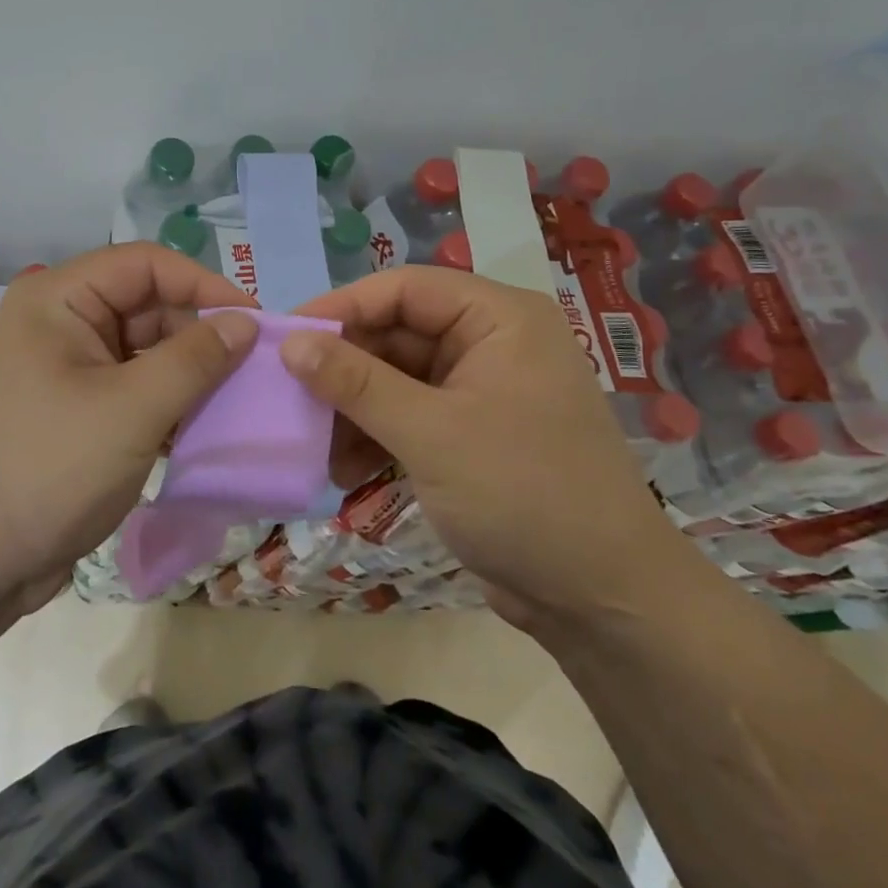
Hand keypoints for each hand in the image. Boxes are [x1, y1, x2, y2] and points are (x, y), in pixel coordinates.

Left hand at [0, 244, 257, 611]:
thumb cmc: (46, 470)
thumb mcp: (131, 410)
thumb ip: (195, 360)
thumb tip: (245, 321)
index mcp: (58, 300)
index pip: (145, 264)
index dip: (203, 284)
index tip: (254, 322)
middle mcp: (58, 325)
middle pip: (145, 306)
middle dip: (198, 334)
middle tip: (252, 370)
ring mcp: (62, 372)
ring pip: (141, 353)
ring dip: (187, 374)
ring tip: (235, 402)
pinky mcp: (70, 415)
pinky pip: (130, 391)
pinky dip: (165, 404)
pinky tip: (199, 431)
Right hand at [284, 267, 684, 627]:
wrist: (601, 599)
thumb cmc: (522, 494)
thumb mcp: (429, 433)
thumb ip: (356, 383)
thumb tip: (291, 343)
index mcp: (498, 319)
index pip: (404, 289)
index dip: (342, 308)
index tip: (286, 338)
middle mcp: (491, 343)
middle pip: (397, 334)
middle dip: (344, 370)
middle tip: (291, 399)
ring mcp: (481, 390)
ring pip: (396, 379)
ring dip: (354, 410)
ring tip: (316, 446)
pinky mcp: (471, 434)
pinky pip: (410, 416)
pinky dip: (376, 437)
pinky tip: (345, 471)